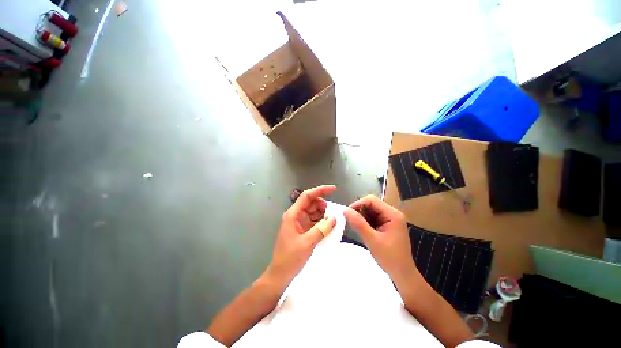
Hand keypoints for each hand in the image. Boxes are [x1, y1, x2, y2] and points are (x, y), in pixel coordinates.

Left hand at [265, 185, 336, 289]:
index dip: (320, 190)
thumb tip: (334, 218)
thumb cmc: (290, 258)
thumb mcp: (307, 243)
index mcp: (293, 214)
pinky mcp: (303, 230)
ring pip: (314, 212)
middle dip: (323, 205)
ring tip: (333, 221)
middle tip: (334, 213)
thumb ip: (321, 229)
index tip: (333, 189)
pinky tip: (329, 227)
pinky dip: (322, 222)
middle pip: (311, 203)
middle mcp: (296, 215)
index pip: (307, 196)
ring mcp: (299, 223)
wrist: (280, 275)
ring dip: (324, 214)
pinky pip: (314, 221)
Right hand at [343, 195, 418, 281]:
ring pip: (370, 211)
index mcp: (392, 214)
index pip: (372, 200)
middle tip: (351, 222)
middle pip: (371, 205)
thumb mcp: (372, 240)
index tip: (347, 213)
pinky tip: (362, 230)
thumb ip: (359, 224)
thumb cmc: (390, 258)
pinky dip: (365, 222)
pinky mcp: (386, 225)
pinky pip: (372, 218)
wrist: (402, 275)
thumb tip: (345, 210)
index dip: (358, 204)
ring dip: (361, 217)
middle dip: (359, 211)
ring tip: (356, 228)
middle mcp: (392, 213)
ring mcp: (389, 219)